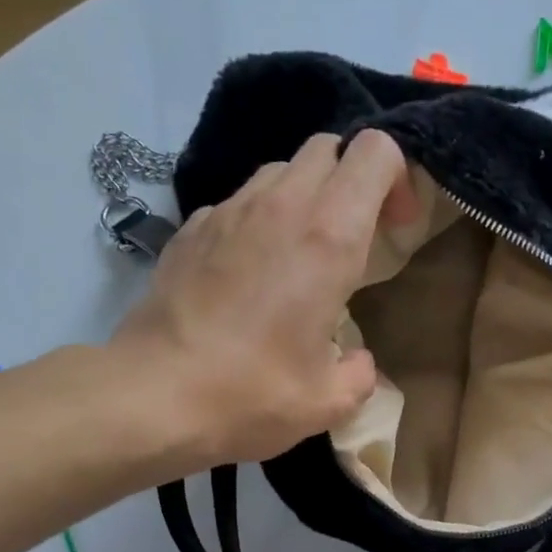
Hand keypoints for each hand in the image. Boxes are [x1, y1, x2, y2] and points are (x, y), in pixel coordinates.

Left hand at [114, 128, 417, 467]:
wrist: (155, 396)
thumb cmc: (254, 395)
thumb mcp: (329, 402)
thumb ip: (360, 373)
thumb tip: (358, 360)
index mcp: (328, 239)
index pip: (374, 153)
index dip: (396, 178)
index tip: (395, 227)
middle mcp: (281, 207)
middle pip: (327, 150)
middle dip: (351, 181)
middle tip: (355, 238)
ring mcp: (228, 211)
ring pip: (281, 171)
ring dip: (305, 198)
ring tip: (303, 256)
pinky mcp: (192, 228)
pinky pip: (239, 202)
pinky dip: (260, 221)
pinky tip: (253, 273)